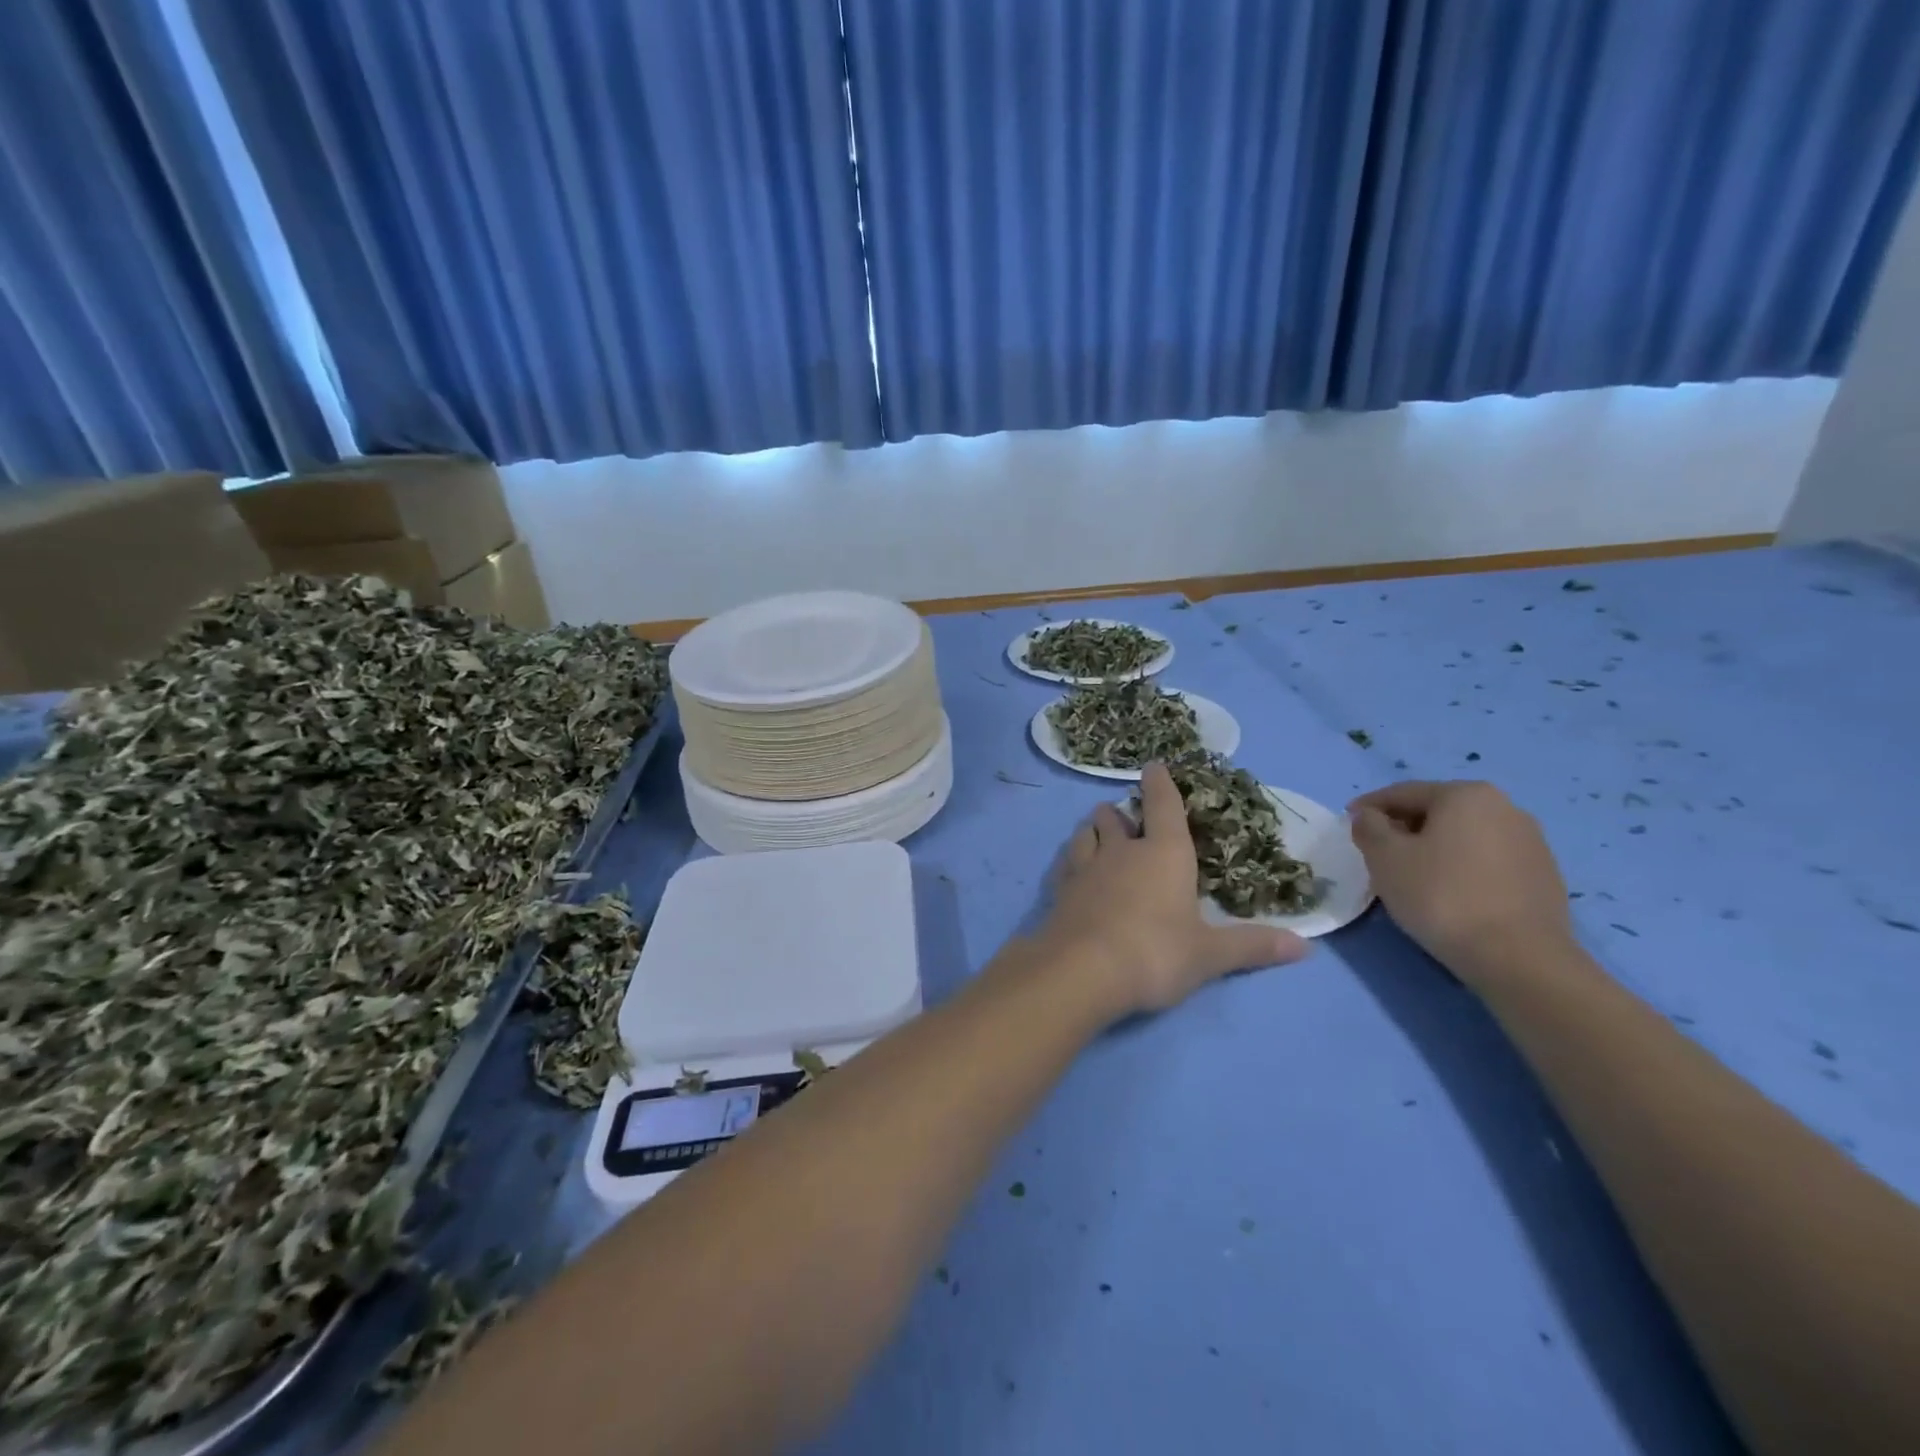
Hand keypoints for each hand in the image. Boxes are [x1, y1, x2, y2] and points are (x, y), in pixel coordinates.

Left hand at [1038, 763, 1308, 1016]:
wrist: (1082, 970)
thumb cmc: (1155, 953)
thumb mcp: (1210, 955)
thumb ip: (1253, 946)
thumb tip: (1306, 946)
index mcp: (1164, 853)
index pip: (1164, 806)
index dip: (1160, 783)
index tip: (1153, 765)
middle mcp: (1122, 850)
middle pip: (1116, 816)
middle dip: (1122, 812)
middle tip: (1127, 817)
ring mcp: (1086, 866)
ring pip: (1086, 832)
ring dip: (1094, 829)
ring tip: (1098, 832)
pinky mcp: (1060, 888)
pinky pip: (1066, 860)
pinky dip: (1072, 857)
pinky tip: (1073, 867)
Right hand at [1348, 780, 1573, 980]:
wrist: (1519, 958)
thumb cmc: (1441, 896)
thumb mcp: (1385, 858)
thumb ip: (1368, 827)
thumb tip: (1369, 816)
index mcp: (1466, 795)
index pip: (1404, 793)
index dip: (1369, 806)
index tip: (1348, 821)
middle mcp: (1505, 807)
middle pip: (1437, 811)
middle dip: (1404, 827)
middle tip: (1377, 851)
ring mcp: (1531, 842)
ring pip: (1464, 836)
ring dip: (1434, 848)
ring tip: (1412, 875)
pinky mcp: (1544, 876)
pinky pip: (1488, 861)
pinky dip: (1462, 868)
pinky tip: (1449, 893)